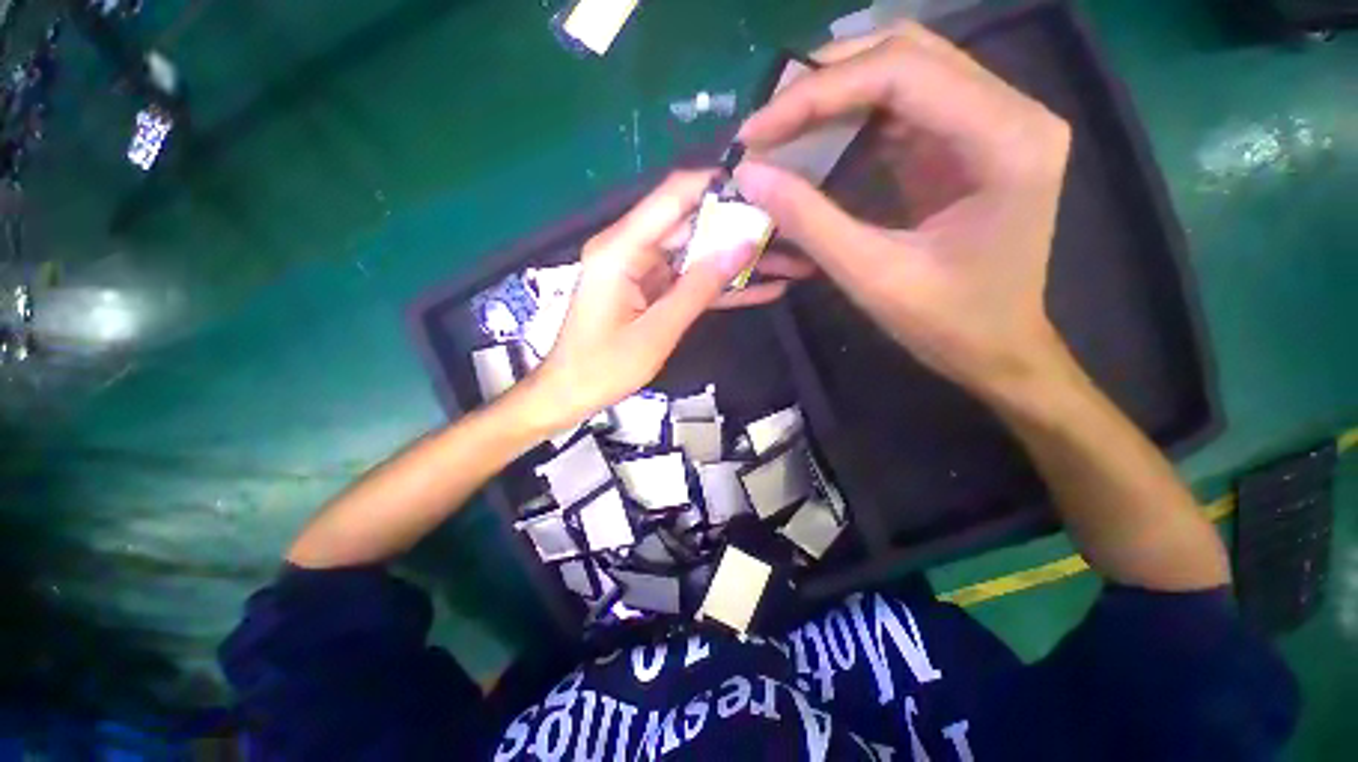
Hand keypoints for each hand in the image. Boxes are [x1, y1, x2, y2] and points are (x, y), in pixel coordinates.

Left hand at [529, 171, 794, 428]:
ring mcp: (643, 270)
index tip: (766, 187)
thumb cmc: (604, 367)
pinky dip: (723, 286)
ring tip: (791, 260)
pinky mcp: (652, 290)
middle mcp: (631, 249)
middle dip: (741, 227)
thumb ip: (699, 288)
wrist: (571, 393)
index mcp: (621, 249)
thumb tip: (742, 246)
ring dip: (739, 260)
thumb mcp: (656, 332)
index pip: (674, 197)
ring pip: (698, 254)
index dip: (718, 185)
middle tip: (791, 230)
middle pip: (692, 224)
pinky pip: (691, 281)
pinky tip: (765, 288)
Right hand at [735, 22, 1071, 395]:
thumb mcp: (872, 276)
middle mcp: (1012, 111)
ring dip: (836, 93)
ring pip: (905, 70)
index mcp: (1006, 141)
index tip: (755, 130)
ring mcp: (994, 121)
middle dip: (823, 82)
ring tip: (780, 127)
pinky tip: (816, 139)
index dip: (817, 93)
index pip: (901, 73)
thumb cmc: (948, 323)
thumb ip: (810, 222)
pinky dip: (853, 116)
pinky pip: (905, 105)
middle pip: (906, 55)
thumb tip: (749, 174)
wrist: (997, 347)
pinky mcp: (969, 140)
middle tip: (765, 122)